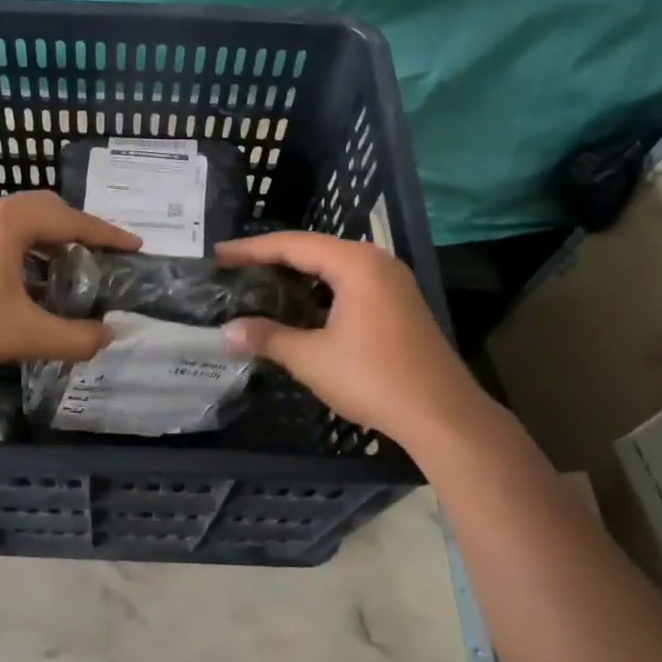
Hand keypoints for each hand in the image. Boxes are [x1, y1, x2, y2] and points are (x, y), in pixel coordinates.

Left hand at [0, 192, 139, 373]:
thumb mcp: (26, 334)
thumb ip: (74, 337)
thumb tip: (107, 337)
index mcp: (11, 222)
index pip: (72, 220)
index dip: (107, 234)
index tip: (135, 246)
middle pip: (47, 209)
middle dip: (79, 229)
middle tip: (103, 253)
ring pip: (23, 220)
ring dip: (51, 237)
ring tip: (72, 264)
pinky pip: (3, 232)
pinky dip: (28, 246)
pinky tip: (32, 277)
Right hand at [217, 231, 496, 447]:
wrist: (443, 416)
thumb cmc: (374, 378)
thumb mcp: (311, 358)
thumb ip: (267, 337)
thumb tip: (226, 332)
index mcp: (356, 263)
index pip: (293, 245)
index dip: (251, 249)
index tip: (218, 255)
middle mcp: (376, 262)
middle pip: (313, 250)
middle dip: (272, 258)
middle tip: (234, 268)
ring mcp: (392, 283)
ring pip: (333, 268)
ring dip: (296, 275)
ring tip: (258, 283)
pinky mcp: (399, 305)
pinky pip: (349, 284)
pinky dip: (319, 291)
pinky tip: (298, 307)